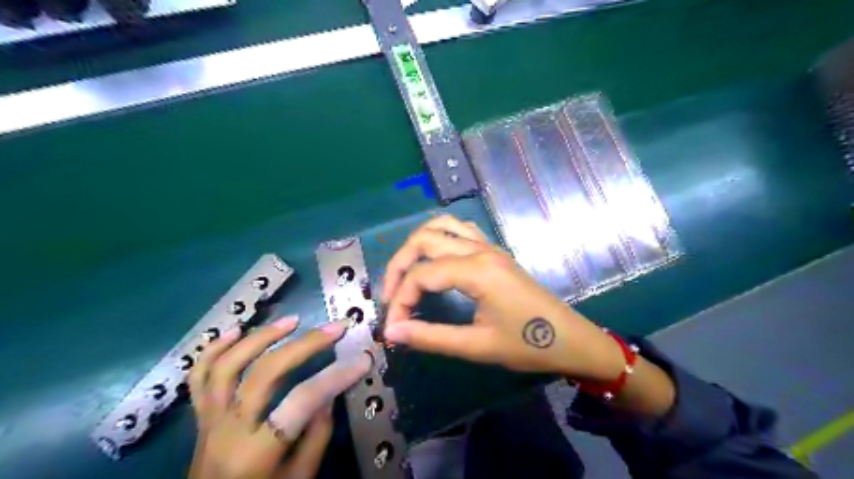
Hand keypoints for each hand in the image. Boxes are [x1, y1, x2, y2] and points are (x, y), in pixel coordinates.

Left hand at [190, 315, 371, 478]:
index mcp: (257, 453)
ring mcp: (209, 420)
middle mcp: (228, 430)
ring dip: (260, 336)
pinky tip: (234, 331)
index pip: (302, 401)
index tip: (362, 359)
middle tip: (333, 328)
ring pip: (227, 366)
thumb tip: (327, 393)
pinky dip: (213, 349)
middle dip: (305, 344)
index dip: (335, 376)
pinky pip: (198, 377)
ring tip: (290, 321)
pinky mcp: (199, 416)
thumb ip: (316, 435)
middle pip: (265, 373)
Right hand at [385, 215, 624, 382]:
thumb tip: (391, 332)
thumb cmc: (528, 345)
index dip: (400, 300)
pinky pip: (461, 230)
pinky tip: (435, 260)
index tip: (393, 327)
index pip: (422, 275)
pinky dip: (439, 238)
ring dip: (417, 245)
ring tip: (406, 273)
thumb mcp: (477, 346)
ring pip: (442, 226)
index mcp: (477, 271)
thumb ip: (430, 337)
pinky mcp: (495, 252)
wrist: (571, 339)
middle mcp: (480, 250)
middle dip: (399, 265)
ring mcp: (489, 246)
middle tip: (390, 296)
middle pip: (424, 240)